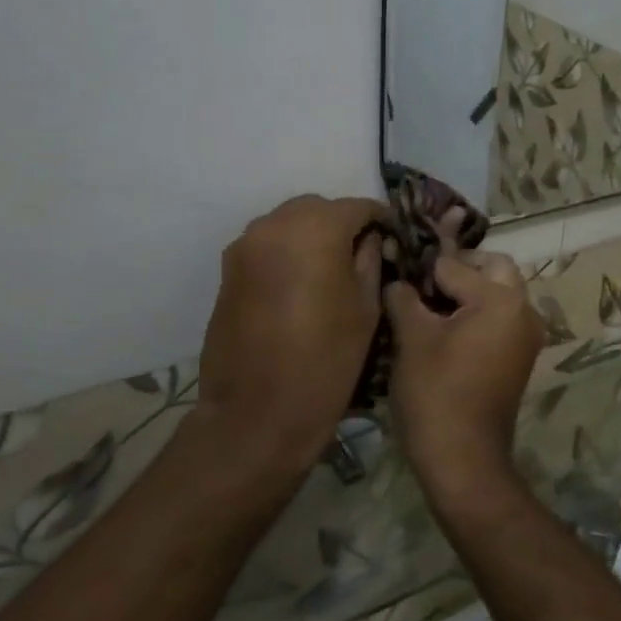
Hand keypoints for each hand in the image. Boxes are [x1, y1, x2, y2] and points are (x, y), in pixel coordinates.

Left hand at [198, 194, 385, 469]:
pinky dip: (287, 252)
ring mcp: (245, 246)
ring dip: (311, 235)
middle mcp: (274, 225)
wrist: (256, 413)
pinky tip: (300, 283)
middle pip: (317, 209)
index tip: (392, 237)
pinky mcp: (228, 270)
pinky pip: (266, 246)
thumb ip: (370, 261)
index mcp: (315, 229)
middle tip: (361, 254)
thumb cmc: (325, 362)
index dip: (379, 219)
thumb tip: (370, 239)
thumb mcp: (365, 310)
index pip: (356, 207)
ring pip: (288, 224)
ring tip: (330, 269)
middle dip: (341, 224)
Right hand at [385, 251, 543, 495]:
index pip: (455, 265)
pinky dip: (478, 315)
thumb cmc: (435, 392)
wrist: (463, 459)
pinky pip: (502, 318)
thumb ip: (404, 297)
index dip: (423, 271)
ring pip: (500, 293)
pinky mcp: (522, 356)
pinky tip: (447, 332)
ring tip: (430, 310)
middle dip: (458, 271)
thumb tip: (398, 280)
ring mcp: (527, 335)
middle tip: (422, 287)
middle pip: (492, 268)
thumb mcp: (412, 338)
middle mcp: (525, 309)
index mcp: (501, 298)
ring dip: (469, 292)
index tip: (400, 279)